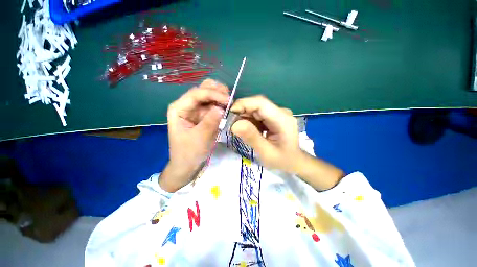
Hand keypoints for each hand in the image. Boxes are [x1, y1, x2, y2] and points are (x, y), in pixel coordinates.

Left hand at [160, 79, 228, 191]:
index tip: (228, 101)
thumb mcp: (200, 138)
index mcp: (179, 108)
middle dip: (217, 91)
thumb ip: (210, 122)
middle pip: (202, 89)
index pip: (196, 93)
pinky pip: (213, 105)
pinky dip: (221, 105)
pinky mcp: (203, 115)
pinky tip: (227, 108)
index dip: (213, 94)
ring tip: (230, 104)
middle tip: (230, 100)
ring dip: (220, 97)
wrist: (187, 165)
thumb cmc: (189, 153)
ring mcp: (196, 110)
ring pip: (209, 95)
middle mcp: (187, 105)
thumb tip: (222, 107)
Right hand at [230, 95, 300, 172]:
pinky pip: (257, 115)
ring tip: (239, 130)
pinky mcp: (273, 117)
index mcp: (282, 119)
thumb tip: (234, 124)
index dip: (243, 104)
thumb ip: (252, 138)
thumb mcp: (266, 153)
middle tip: (231, 125)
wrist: (294, 161)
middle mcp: (280, 112)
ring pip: (255, 109)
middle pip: (257, 105)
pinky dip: (249, 120)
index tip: (229, 114)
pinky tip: (247, 130)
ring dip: (244, 117)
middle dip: (242, 112)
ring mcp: (277, 114)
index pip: (261, 103)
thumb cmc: (282, 160)